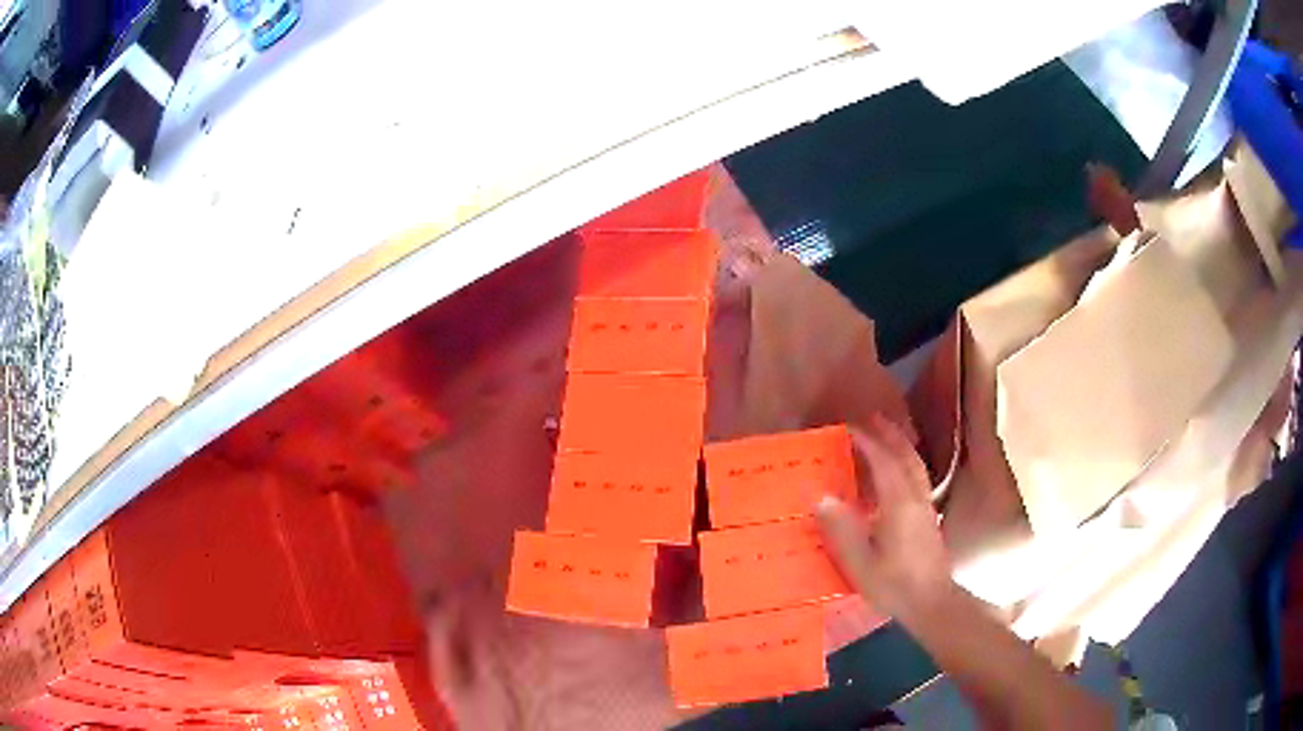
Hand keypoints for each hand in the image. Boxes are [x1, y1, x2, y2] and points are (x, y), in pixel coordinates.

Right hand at [817, 415, 953, 622]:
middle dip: (889, 435)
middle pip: (906, 456)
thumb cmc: (894, 584)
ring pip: (916, 466)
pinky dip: (906, 463)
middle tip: (872, 419)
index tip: (847, 428)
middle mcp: (916, 498)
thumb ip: (841, 529)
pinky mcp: (929, 518)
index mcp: (899, 503)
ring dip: (901, 446)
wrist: (932, 602)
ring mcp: (926, 507)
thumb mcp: (860, 562)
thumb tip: (819, 496)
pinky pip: (918, 478)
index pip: (884, 461)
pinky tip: (896, 474)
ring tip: (885, 436)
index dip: (867, 441)